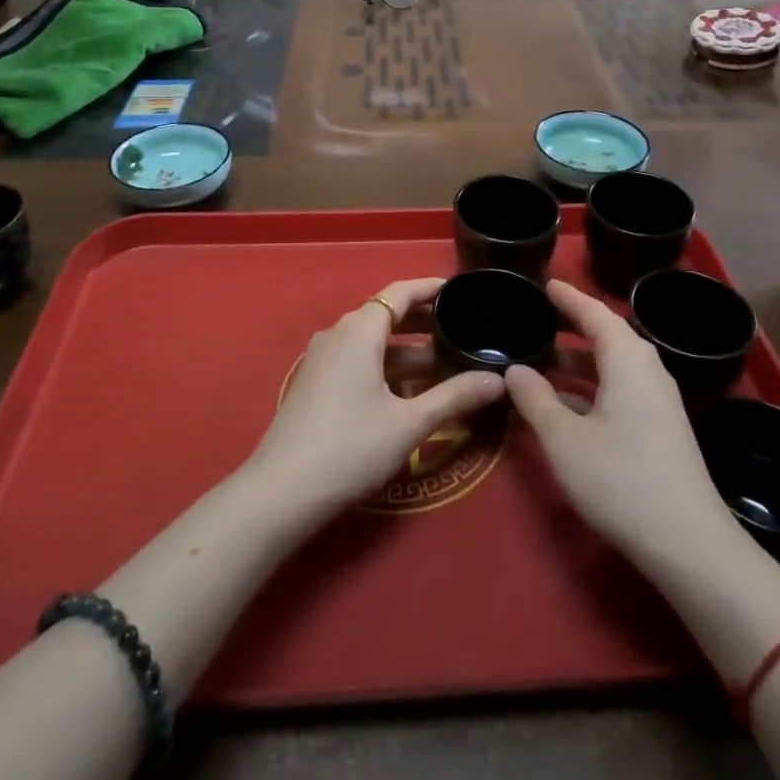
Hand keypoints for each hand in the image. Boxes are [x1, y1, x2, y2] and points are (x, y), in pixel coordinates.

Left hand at [246, 279, 505, 519]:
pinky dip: (387, 367)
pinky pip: (358, 361)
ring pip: (373, 343)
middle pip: (386, 315)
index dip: (431, 288)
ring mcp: (323, 359)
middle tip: (463, 330)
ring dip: (408, 351)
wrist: (281, 491)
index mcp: (359, 330)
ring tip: (446, 365)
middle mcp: (339, 334)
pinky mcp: (316, 383)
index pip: (400, 292)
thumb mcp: (409, 423)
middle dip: (425, 322)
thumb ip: (455, 397)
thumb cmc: (350, 447)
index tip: (461, 291)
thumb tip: (498, 380)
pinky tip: (410, 392)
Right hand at [506, 281, 734, 569]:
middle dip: (573, 326)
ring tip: (544, 361)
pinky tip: (568, 405)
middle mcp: (648, 370)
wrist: (690, 545)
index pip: (595, 313)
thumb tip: (515, 369)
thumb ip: (535, 399)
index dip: (568, 297)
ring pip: (615, 365)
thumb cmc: (621, 481)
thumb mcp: (565, 440)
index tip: (545, 284)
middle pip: (608, 335)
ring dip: (581, 360)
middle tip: (539, 318)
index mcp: (627, 360)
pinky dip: (594, 385)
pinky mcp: (662, 428)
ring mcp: (659, 401)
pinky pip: (623, 387)